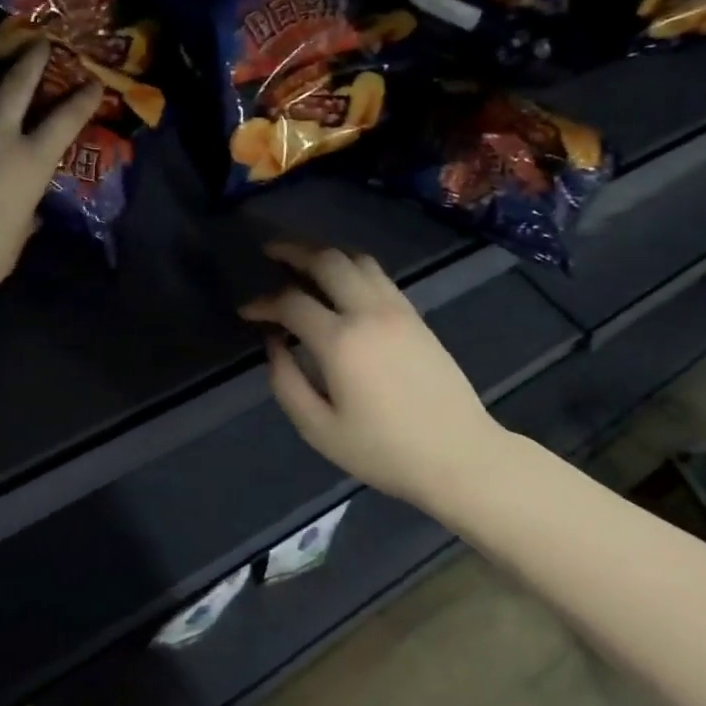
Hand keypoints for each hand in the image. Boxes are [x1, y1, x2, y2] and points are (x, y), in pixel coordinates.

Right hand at [239, 241, 508, 510]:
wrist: (459, 455)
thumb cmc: (384, 451)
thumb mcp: (319, 429)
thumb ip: (287, 382)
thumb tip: (274, 343)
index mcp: (341, 342)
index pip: (292, 302)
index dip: (263, 302)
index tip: (246, 311)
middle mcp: (369, 313)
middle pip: (328, 261)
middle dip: (294, 251)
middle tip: (270, 251)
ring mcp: (397, 310)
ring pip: (357, 259)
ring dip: (326, 253)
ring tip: (303, 260)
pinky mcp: (415, 316)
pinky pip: (378, 275)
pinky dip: (351, 267)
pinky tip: (340, 281)